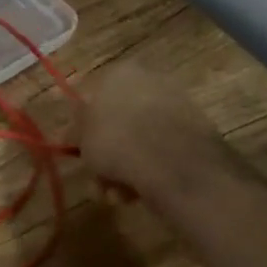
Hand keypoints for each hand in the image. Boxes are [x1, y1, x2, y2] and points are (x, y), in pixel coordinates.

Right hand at [74, 62, 231, 197]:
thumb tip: (69, 131)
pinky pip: (163, 150)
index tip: (80, 150)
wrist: (173, 164)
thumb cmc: (116, 141)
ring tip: (118, 194)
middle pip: (120, 119)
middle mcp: (151, 80)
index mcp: (120, 72)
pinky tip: (141, 192)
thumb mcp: (82, 138)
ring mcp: (177, 105)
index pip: (94, 96)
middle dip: (109, 152)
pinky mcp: (198, 132)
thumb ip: (75, 131)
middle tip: (99, 178)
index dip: (84, 126)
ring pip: (141, 138)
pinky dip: (151, 169)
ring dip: (126, 167)